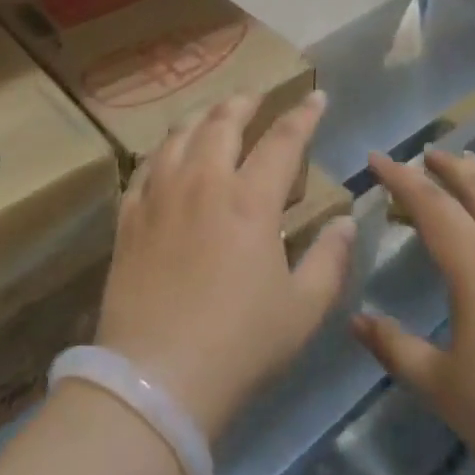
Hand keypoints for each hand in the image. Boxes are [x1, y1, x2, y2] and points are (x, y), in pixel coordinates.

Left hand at [95, 91, 354, 441]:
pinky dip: (163, 150)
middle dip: (244, 103)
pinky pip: (145, 167)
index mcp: (251, 200)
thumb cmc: (240, 345)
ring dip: (201, 116)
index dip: (304, 114)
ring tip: (212, 114)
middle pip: (223, 123)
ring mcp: (160, 196)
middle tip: (256, 97)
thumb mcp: (303, 310)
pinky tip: (167, 154)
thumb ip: (330, 259)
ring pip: (179, 135)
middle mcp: (204, 183)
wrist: (157, 378)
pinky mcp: (129, 217)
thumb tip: (345, 221)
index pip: (283, 140)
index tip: (316, 96)